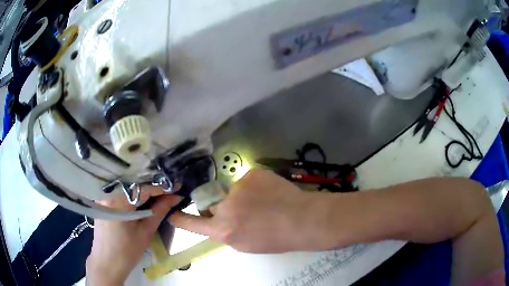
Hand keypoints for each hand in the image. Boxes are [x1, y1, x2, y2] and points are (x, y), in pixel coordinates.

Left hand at [86, 188, 180, 285]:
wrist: (107, 264)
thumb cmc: (126, 252)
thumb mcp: (145, 232)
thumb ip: (159, 211)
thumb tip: (175, 197)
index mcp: (117, 200)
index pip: (143, 187)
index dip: (162, 187)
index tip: (178, 186)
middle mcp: (108, 192)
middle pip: (134, 184)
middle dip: (153, 186)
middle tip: (171, 189)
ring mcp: (103, 195)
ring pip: (127, 187)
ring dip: (144, 190)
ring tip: (160, 193)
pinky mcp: (102, 201)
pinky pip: (121, 193)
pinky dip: (133, 195)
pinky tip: (144, 200)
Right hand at [169, 169, 326, 252]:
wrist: (302, 219)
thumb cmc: (276, 239)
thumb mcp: (245, 244)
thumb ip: (226, 232)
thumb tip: (218, 222)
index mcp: (223, 230)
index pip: (193, 223)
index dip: (181, 218)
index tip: (171, 213)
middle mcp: (225, 208)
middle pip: (212, 203)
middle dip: (222, 207)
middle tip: (245, 211)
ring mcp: (238, 187)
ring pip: (231, 190)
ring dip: (241, 196)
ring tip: (263, 202)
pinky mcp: (251, 173)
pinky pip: (246, 180)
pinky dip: (254, 186)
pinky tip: (269, 192)